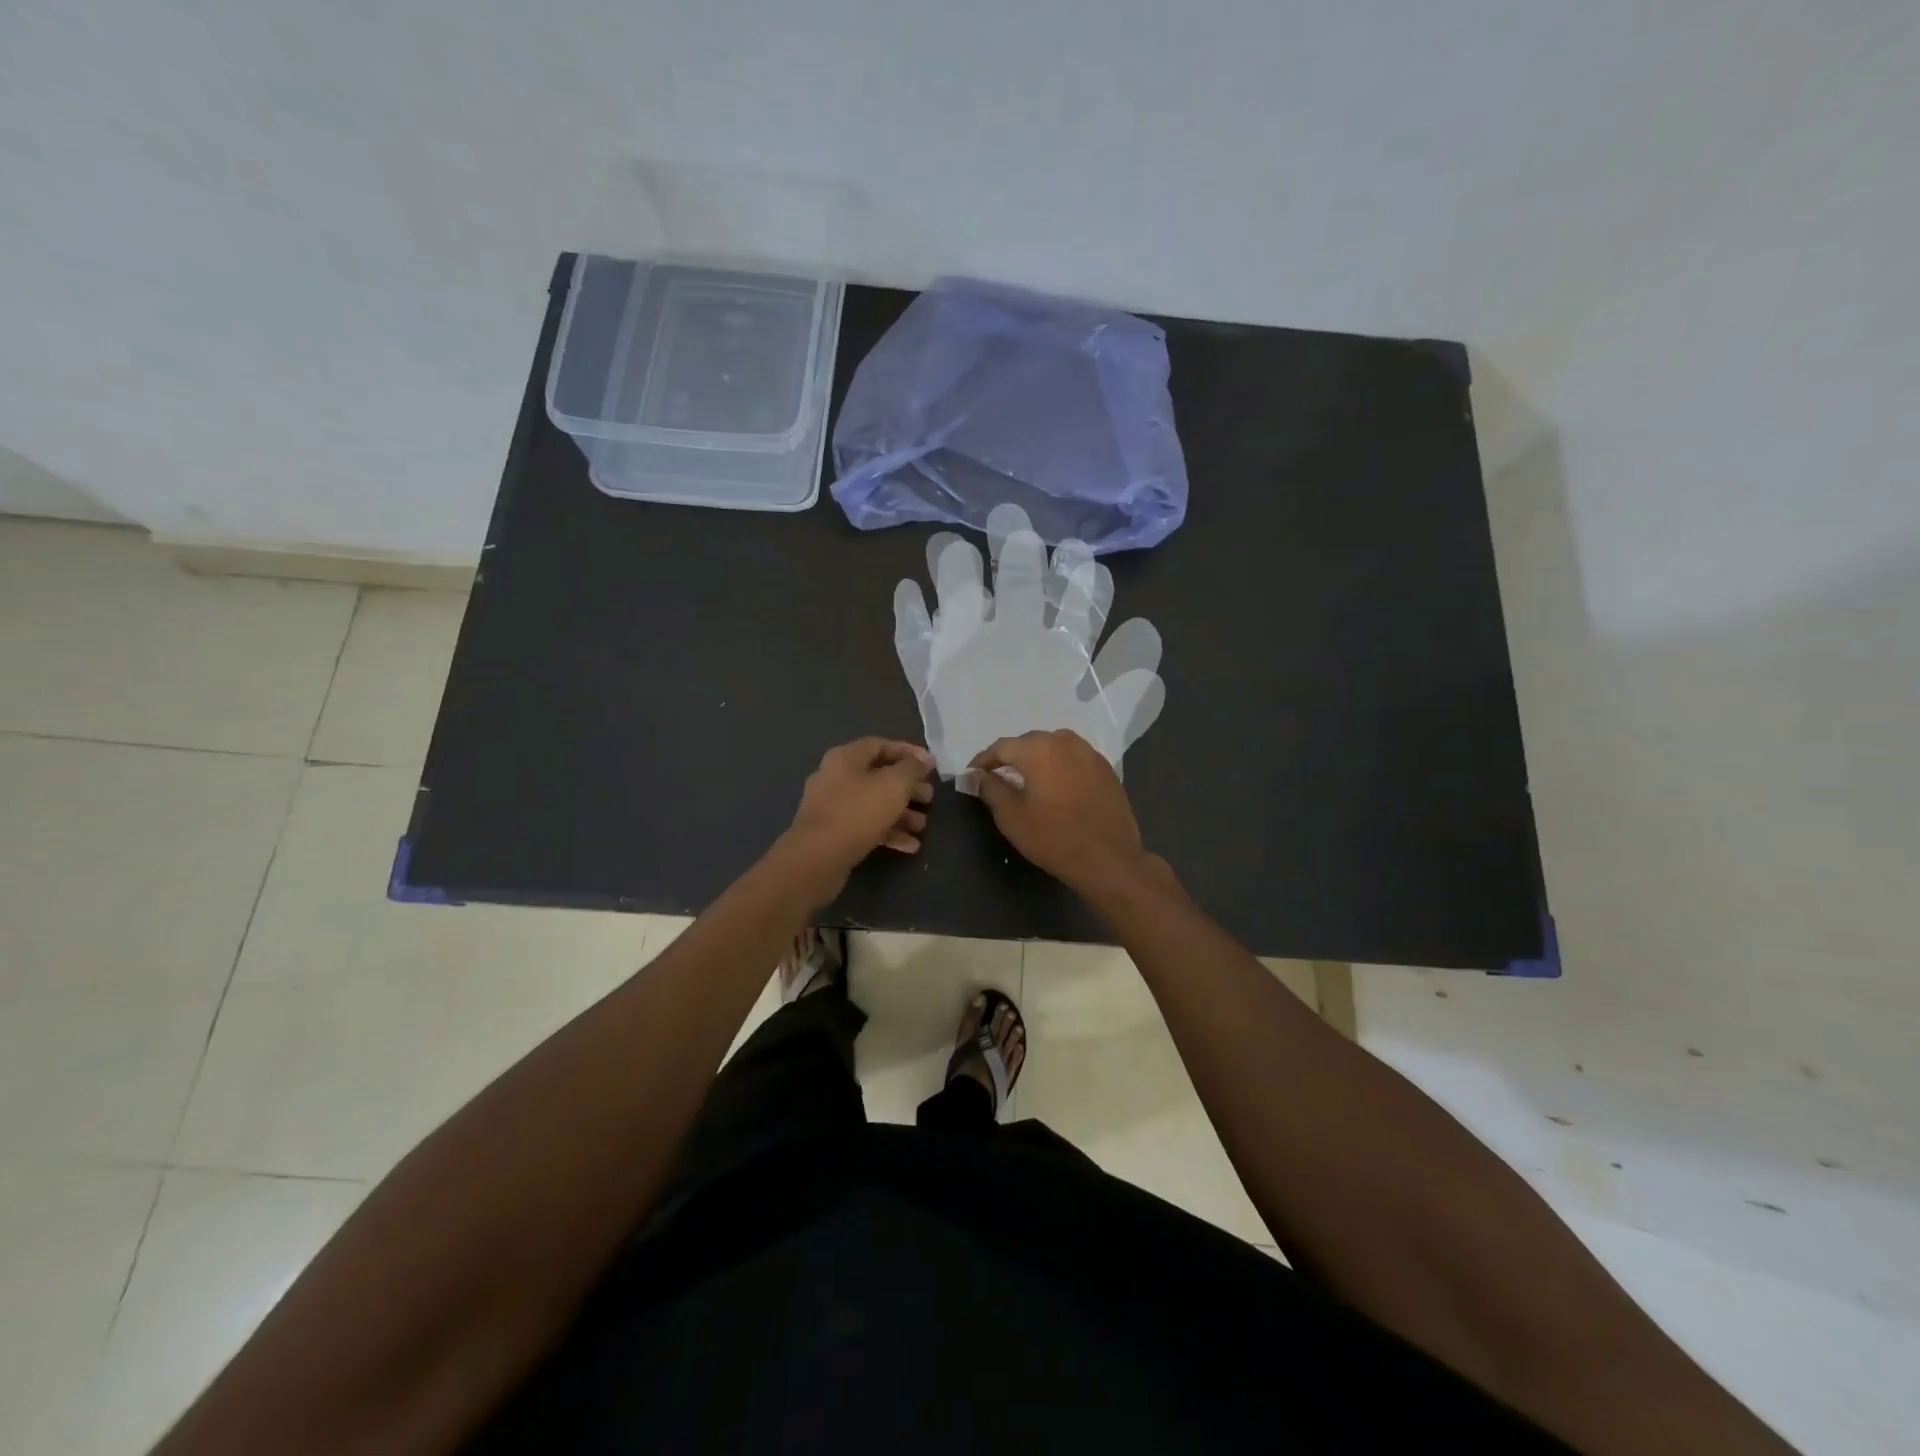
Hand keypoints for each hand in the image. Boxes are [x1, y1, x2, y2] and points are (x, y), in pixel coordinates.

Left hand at [780, 737, 935, 902]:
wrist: (816, 859)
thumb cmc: (857, 813)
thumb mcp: (893, 786)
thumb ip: (912, 769)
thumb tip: (925, 759)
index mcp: (845, 758)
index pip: (880, 745)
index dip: (908, 752)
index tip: (931, 765)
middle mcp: (836, 777)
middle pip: (879, 776)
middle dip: (908, 787)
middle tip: (929, 798)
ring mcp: (832, 807)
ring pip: (874, 804)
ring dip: (901, 813)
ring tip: (922, 826)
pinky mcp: (833, 834)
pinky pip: (865, 826)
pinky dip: (888, 832)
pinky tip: (910, 846)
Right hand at [968, 729, 1164, 894]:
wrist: (1108, 859)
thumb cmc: (1053, 837)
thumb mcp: (1011, 816)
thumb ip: (990, 788)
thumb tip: (975, 775)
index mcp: (1038, 748)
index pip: (1002, 747)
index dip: (983, 760)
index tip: (972, 775)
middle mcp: (1065, 741)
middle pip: (1029, 742)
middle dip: (1010, 757)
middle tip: (997, 776)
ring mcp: (1090, 753)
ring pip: (1054, 747)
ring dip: (1037, 759)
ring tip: (1026, 779)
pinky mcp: (1106, 769)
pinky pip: (1074, 759)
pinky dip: (1059, 766)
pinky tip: (1056, 786)